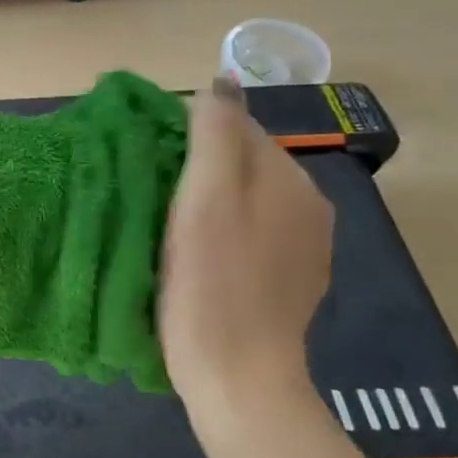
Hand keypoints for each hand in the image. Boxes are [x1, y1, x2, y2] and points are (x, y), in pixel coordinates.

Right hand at [159, 77, 333, 408]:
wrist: (238, 378)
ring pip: (248, 200)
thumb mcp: (204, 199)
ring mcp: (305, 247)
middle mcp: (309, 206)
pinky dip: (224, 233)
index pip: (238, 129)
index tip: (147, 161)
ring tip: (166, 224)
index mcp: (289, 180)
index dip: (189, 136)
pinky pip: (253, 235)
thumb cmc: (210, 284)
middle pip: (244, 164)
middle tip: (150, 194)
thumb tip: (222, 79)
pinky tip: (198, 256)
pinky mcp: (292, 281)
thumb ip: (214, 134)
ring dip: (210, 200)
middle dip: (199, 167)